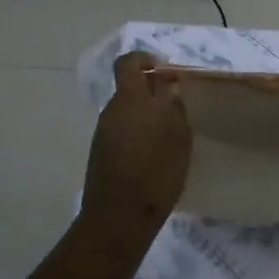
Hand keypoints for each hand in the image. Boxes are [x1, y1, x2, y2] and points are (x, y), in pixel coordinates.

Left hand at [83, 52, 192, 233]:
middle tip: (175, 108)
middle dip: (151, 92)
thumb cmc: (155, 172)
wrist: (118, 218)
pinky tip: (154, 155)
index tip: (166, 72)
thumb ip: (173, 105)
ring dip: (145, 115)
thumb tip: (168, 85)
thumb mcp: (177, 136)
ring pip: (127, 110)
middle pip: (129, 88)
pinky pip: (122, 131)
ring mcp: (104, 132)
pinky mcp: (101, 152)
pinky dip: (137, 134)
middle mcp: (113, 109)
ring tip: (168, 136)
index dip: (145, 60)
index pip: (129, 62)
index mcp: (131, 98)